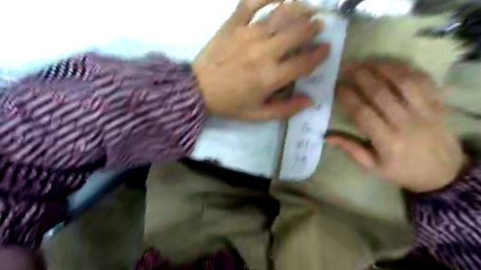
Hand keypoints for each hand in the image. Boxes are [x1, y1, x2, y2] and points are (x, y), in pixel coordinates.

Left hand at [193, 0, 328, 119]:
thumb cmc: (230, 104)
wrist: (198, 90)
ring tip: (307, 10)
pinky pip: (251, 3)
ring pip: (280, 15)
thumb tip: (310, 101)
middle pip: (297, 33)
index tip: (326, 49)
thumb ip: (285, 109)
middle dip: (313, 28)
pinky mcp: (232, 25)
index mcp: (271, 77)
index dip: (319, 55)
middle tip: (319, 26)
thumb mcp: (258, 114)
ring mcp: (248, 35)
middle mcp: (264, 52)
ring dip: (299, 10)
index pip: (304, 62)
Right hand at [327, 60, 465, 192]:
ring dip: (383, 68)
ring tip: (367, 60)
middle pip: (381, 93)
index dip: (348, 97)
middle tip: (347, 66)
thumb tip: (326, 136)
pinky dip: (407, 69)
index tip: (337, 86)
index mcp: (388, 142)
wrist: (445, 174)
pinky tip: (392, 64)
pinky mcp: (440, 105)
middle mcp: (406, 123)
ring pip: (403, 82)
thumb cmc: (403, 171)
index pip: (363, 113)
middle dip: (361, 76)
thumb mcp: (373, 167)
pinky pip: (424, 81)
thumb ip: (351, 149)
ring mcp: (426, 112)